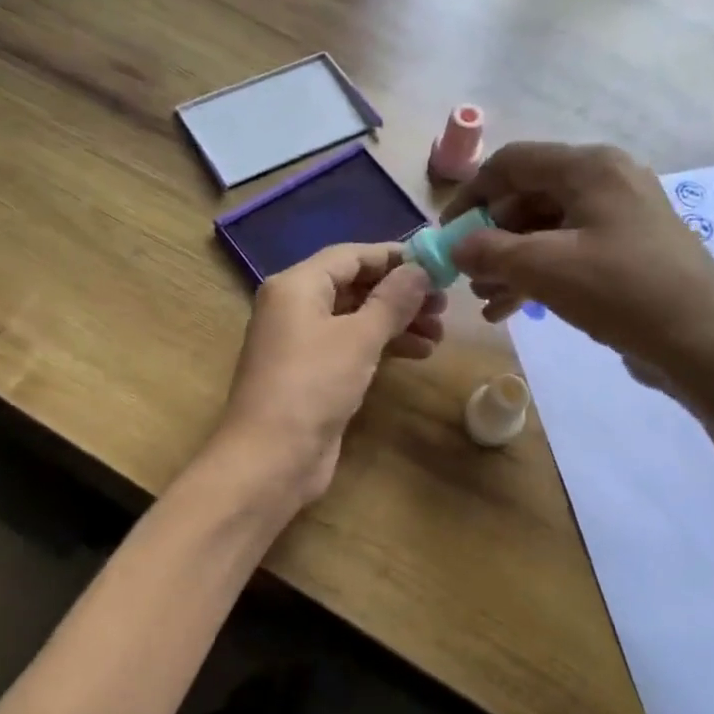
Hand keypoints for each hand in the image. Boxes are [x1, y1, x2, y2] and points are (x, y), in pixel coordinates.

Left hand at [215, 243, 445, 503]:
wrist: (271, 457)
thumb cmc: (313, 386)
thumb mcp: (358, 338)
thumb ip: (392, 301)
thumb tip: (419, 270)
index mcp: (296, 286)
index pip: (350, 256)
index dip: (394, 257)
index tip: (435, 265)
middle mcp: (294, 308)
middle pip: (354, 286)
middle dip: (399, 294)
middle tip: (443, 305)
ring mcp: (301, 343)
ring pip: (355, 318)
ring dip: (397, 322)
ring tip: (438, 334)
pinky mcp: (312, 375)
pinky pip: (351, 346)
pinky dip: (382, 346)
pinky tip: (417, 353)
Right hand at [443, 142, 713, 394]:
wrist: (703, 341)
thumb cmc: (621, 291)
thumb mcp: (544, 268)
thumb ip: (489, 251)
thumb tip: (458, 247)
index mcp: (589, 168)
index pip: (512, 163)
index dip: (471, 195)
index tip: (447, 234)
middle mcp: (605, 181)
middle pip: (528, 197)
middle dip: (491, 238)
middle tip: (468, 276)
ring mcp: (619, 217)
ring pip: (546, 230)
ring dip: (510, 262)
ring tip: (486, 301)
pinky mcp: (627, 251)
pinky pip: (569, 251)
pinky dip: (538, 275)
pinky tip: (511, 309)